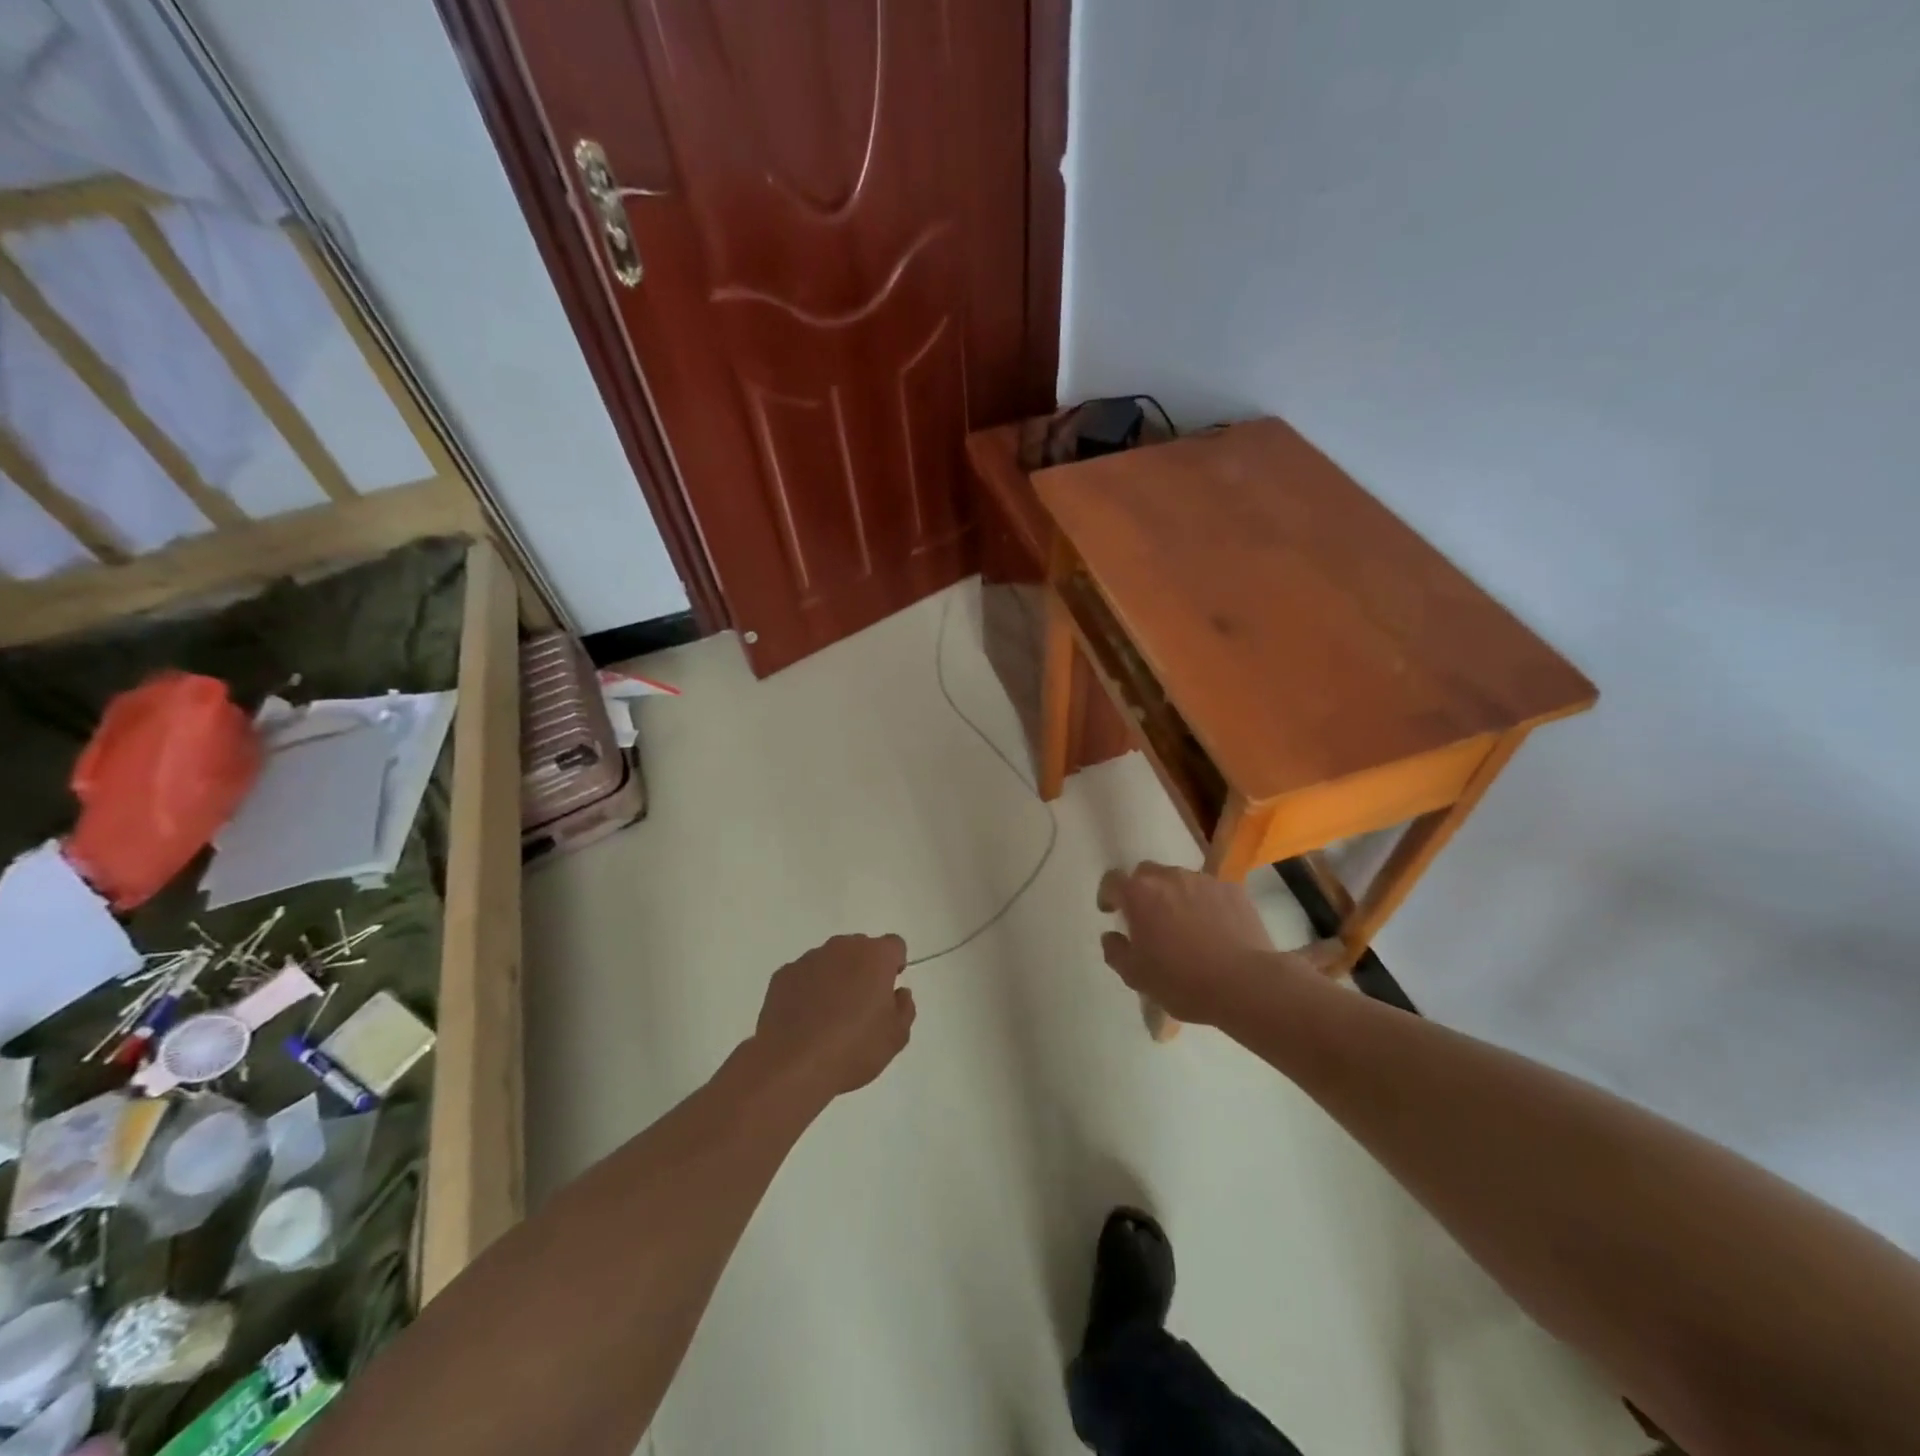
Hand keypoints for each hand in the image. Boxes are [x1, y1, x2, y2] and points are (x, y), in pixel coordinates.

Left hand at [749, 934, 915, 1104]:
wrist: (793, 1066)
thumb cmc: (854, 1049)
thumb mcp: (896, 1037)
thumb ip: (904, 1008)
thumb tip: (899, 993)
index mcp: (875, 956)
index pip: (894, 945)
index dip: (894, 964)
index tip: (888, 989)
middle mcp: (842, 948)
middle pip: (860, 948)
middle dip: (864, 969)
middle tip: (861, 1004)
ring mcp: (809, 959)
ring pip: (830, 960)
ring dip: (835, 977)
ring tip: (829, 1016)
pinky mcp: (783, 975)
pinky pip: (804, 975)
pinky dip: (808, 989)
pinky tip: (806, 1019)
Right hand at [1096, 863, 1342, 1028]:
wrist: (1246, 984)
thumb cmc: (1183, 981)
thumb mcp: (1136, 976)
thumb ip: (1115, 951)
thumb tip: (1111, 936)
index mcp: (1139, 894)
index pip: (1112, 880)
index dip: (1107, 894)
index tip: (1111, 912)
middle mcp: (1169, 877)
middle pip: (1146, 873)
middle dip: (1142, 890)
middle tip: (1147, 918)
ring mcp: (1203, 880)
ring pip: (1179, 879)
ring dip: (1174, 895)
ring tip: (1184, 924)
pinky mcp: (1233, 890)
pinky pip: (1209, 890)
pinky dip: (1204, 903)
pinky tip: (1214, 928)